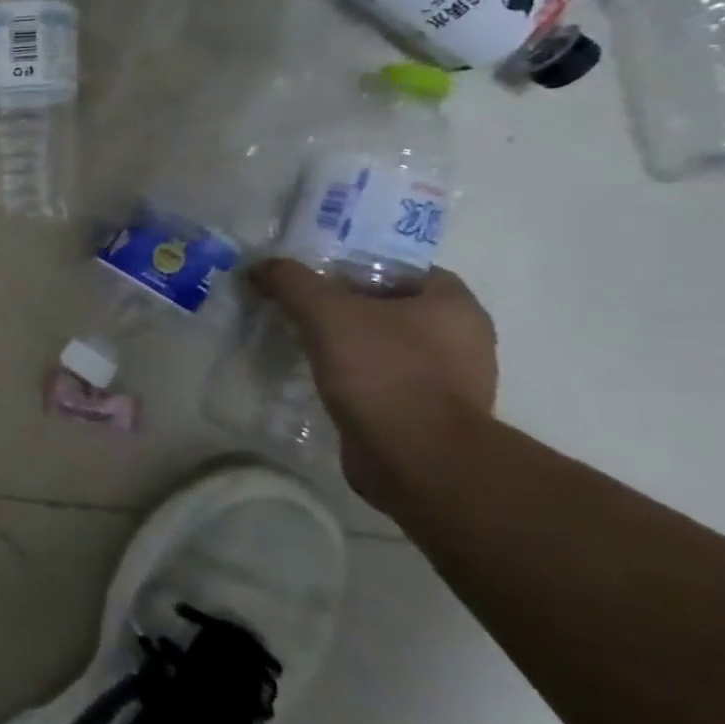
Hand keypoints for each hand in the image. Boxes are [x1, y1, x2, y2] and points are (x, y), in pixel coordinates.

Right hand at [250, 260, 497, 496]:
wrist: (416, 457)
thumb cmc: (383, 371)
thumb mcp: (324, 312)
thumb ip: (291, 281)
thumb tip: (261, 267)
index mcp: (454, 305)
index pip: (403, 269)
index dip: (357, 266)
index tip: (315, 276)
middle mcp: (463, 339)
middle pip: (392, 307)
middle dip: (346, 307)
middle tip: (298, 306)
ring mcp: (450, 380)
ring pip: (386, 346)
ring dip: (346, 344)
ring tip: (300, 342)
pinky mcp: (428, 414)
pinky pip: (384, 381)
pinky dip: (352, 377)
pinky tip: (317, 378)